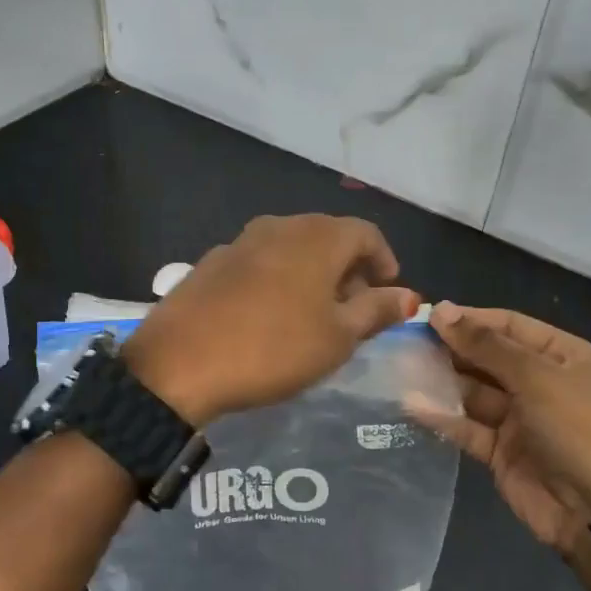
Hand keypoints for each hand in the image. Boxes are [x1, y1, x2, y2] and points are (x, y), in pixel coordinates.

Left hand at [122, 215, 418, 424]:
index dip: (384, 261)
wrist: (180, 363)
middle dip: (348, 268)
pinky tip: (268, 315)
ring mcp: (239, 242)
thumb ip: (376, 310)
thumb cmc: (274, 349)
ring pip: (291, 248)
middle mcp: (279, 227)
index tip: (388, 292)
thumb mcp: (337, 337)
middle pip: (327, 236)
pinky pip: (259, 262)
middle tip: (354, 309)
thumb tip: (410, 295)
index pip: (366, 233)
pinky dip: (277, 279)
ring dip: (311, 273)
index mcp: (317, 237)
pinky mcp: (210, 263)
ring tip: (313, 314)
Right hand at [409, 303, 590, 590]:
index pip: (510, 326)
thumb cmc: (581, 431)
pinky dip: (443, 417)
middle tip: (405, 341)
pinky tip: (411, 404)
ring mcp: (521, 419)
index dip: (470, 319)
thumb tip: (442, 311)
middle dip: (451, 349)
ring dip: (442, 381)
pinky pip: (468, 427)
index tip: (426, 316)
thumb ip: (486, 346)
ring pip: (474, 392)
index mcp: (564, 357)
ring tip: (400, 368)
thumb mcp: (538, 379)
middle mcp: (542, 383)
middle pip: (488, 357)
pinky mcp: (502, 452)